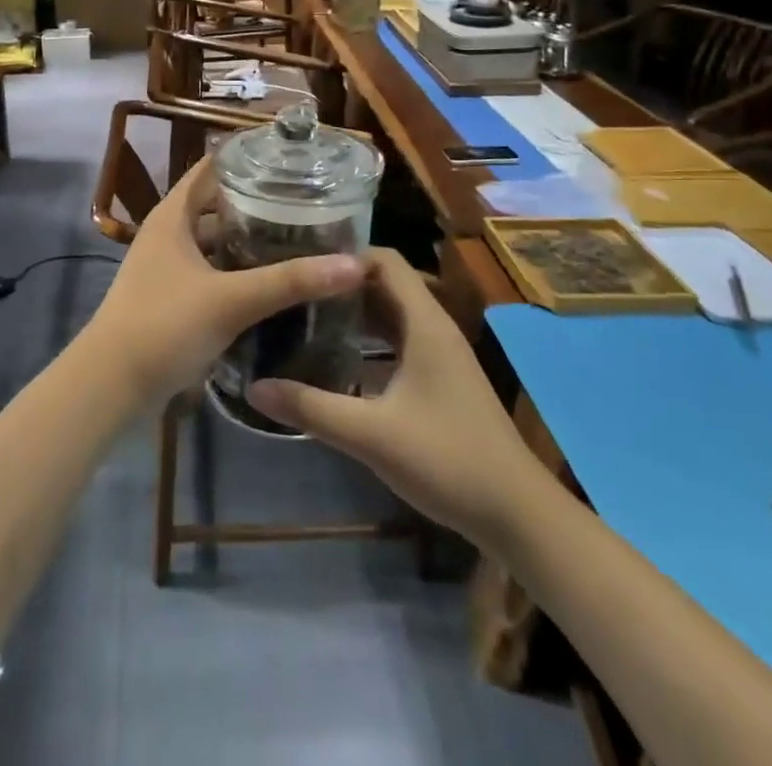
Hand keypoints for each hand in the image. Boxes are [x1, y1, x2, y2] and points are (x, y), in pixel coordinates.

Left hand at [83, 159, 367, 407]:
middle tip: (309, 199)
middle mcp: (169, 232)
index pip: (212, 167)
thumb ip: (290, 281)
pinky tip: (273, 280)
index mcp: (173, 215)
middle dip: (259, 200)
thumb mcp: (230, 299)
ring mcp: (169, 266)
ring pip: (217, 239)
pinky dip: (240, 269)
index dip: (248, 156)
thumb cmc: (163, 326)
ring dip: (250, 238)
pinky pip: (214, 270)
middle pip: (218, 203)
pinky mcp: (174, 297)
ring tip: (300, 236)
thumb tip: (355, 264)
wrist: (111, 385)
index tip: (292, 155)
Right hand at [246, 248, 532, 542]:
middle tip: (294, 289)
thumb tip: (254, 387)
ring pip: (392, 314)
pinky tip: (338, 359)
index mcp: (424, 323)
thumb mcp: (371, 435)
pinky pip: (399, 341)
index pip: (385, 260)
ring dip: (354, 312)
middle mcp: (434, 328)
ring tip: (305, 317)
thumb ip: (312, 407)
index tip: (302, 263)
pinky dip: (369, 339)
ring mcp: (440, 354)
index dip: (345, 255)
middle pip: (386, 284)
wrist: (517, 515)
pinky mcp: (441, 379)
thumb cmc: (448, 461)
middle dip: (342, 283)